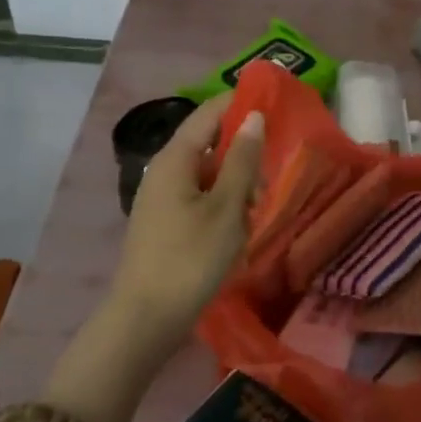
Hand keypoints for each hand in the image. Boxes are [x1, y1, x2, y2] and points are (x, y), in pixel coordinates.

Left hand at [101, 95, 263, 371]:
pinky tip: (241, 223)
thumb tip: (253, 116)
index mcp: (175, 159)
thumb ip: (242, 160)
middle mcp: (163, 171)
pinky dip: (224, 201)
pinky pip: (200, 197)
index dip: (239, 103)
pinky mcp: (165, 222)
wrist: (146, 319)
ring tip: (260, 203)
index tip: (274, 103)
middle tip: (274, 168)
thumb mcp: (227, 208)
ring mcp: (162, 198)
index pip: (209, 113)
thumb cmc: (191, 258)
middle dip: (243, 149)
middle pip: (208, 143)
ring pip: (207, 173)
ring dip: (236, 180)